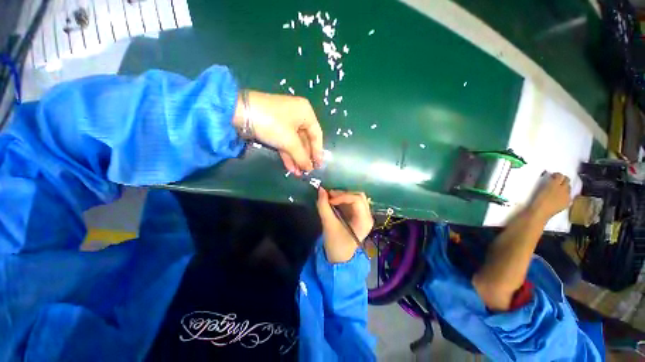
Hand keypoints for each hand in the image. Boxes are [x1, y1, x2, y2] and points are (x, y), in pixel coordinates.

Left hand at [233, 90, 322, 174]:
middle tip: (307, 171)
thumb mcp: (290, 141)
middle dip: (305, 157)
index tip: (318, 165)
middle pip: (305, 140)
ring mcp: (285, 121)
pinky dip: (288, 154)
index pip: (316, 135)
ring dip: (296, 158)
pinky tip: (290, 167)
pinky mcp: (274, 127)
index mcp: (306, 113)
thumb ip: (302, 156)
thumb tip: (309, 169)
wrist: (239, 112)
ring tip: (298, 173)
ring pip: (294, 143)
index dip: (318, 152)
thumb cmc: (273, 124)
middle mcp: (298, 115)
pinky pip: (285, 142)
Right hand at [316, 188, 373, 262]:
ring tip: (330, 197)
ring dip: (343, 195)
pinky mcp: (359, 215)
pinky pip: (353, 202)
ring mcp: (364, 215)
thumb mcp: (328, 225)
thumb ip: (323, 207)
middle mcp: (368, 216)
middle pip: (359, 196)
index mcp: (364, 221)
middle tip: (329, 195)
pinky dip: (343, 199)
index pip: (357, 200)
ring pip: (356, 197)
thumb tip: (321, 190)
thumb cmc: (335, 244)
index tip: (329, 200)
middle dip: (343, 194)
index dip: (342, 196)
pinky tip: (334, 201)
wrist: (339, 258)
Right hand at [529, 172, 571, 219]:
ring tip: (557, 190)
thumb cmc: (536, 199)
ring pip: (568, 188)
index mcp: (555, 184)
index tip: (552, 176)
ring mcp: (567, 196)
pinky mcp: (567, 203)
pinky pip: (568, 196)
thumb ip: (549, 182)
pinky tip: (559, 197)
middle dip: (562, 180)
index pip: (560, 175)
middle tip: (555, 182)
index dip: (556, 175)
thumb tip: (552, 178)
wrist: (539, 213)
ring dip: (564, 187)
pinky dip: (565, 194)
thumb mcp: (541, 188)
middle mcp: (564, 189)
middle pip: (567, 181)